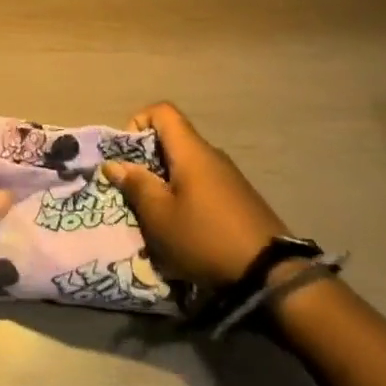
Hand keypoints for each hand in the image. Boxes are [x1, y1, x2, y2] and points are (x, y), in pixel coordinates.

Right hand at [103, 102, 286, 289]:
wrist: (270, 274)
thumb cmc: (205, 238)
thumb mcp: (160, 216)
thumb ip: (136, 185)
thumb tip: (114, 164)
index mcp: (191, 151)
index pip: (162, 111)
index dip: (137, 122)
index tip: (126, 155)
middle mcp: (211, 155)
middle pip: (172, 140)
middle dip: (146, 161)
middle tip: (134, 192)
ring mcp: (229, 177)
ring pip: (186, 166)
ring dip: (165, 183)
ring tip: (155, 216)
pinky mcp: (239, 199)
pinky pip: (202, 184)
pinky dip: (185, 197)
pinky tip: (183, 229)